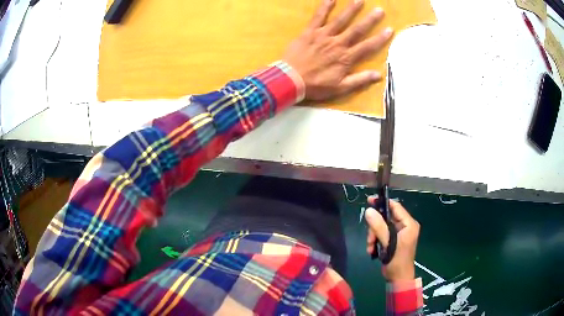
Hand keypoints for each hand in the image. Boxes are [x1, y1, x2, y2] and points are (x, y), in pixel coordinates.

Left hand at [283, 0, 392, 100]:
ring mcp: (323, 36)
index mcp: (346, 58)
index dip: (380, 38)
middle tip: (380, 10)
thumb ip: (359, 80)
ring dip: (351, 9)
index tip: (390, 29)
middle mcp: (338, 44)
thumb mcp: (340, 88)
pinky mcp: (310, 32)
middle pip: (357, 29)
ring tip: (360, 0)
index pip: (367, 46)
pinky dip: (325, 7)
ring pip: (340, 20)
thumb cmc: (316, 85)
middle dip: (370, 20)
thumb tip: (378, 75)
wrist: (290, 80)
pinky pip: (318, 17)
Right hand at [365, 196, 419, 280]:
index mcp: (409, 224)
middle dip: (375, 227)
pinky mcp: (393, 240)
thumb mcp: (388, 243)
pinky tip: (372, 250)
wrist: (398, 278)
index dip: (383, 203)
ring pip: (381, 227)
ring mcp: (399, 234)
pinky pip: (381, 235)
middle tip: (369, 238)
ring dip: (373, 236)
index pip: (396, 207)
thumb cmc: (397, 261)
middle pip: (386, 218)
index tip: (369, 200)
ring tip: (370, 247)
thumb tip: (368, 210)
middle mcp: (405, 226)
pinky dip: (375, 241)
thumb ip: (379, 227)